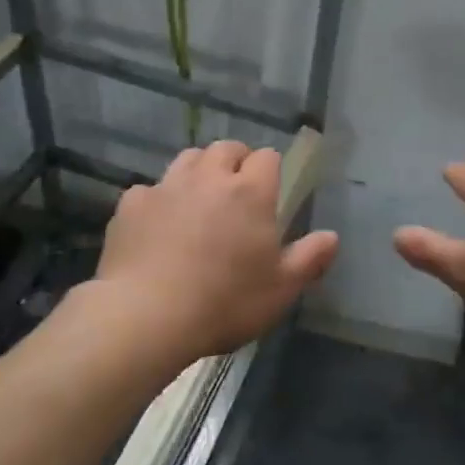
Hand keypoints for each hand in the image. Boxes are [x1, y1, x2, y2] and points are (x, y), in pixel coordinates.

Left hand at [95, 140, 338, 362]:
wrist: (146, 315)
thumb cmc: (225, 302)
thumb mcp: (281, 289)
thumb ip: (310, 258)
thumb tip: (332, 236)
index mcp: (250, 192)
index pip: (267, 157)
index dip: (270, 170)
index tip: (270, 192)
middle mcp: (209, 178)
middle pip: (226, 149)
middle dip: (235, 161)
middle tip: (237, 191)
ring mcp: (167, 187)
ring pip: (187, 159)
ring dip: (199, 170)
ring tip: (200, 199)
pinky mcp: (132, 204)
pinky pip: (150, 189)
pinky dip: (159, 200)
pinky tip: (158, 225)